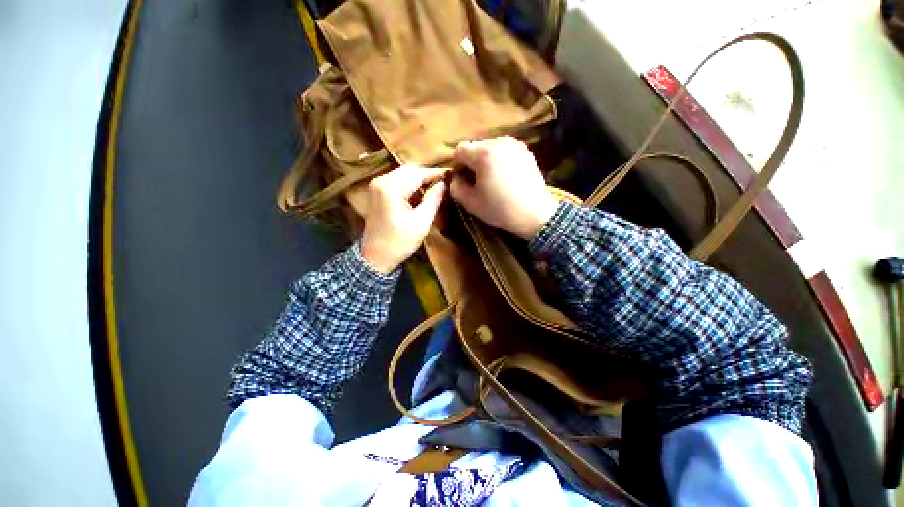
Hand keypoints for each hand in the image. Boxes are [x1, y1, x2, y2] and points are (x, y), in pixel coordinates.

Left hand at [360, 166, 446, 273]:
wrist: (375, 257)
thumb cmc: (400, 242)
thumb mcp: (422, 222)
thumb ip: (433, 199)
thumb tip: (444, 184)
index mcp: (391, 188)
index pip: (418, 173)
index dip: (436, 174)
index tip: (451, 175)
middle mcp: (381, 180)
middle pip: (409, 170)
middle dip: (427, 175)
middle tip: (444, 182)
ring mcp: (376, 185)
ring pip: (403, 174)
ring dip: (419, 179)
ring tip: (435, 187)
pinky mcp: (376, 192)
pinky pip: (396, 181)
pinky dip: (409, 184)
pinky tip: (420, 193)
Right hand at [450, 137, 557, 238]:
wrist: (535, 214)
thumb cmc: (500, 209)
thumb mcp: (471, 203)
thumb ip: (456, 188)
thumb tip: (456, 178)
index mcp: (483, 153)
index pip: (459, 150)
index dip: (457, 165)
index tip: (462, 180)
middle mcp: (498, 142)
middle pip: (475, 146)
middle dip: (471, 162)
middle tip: (476, 181)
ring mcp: (514, 144)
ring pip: (490, 147)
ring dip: (485, 160)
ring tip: (491, 179)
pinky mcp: (526, 150)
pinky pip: (504, 150)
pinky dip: (499, 160)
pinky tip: (504, 176)